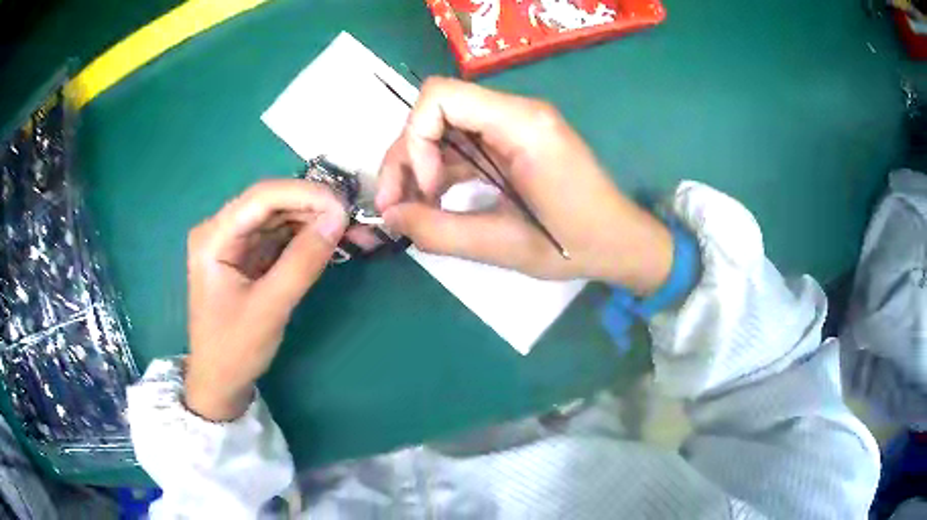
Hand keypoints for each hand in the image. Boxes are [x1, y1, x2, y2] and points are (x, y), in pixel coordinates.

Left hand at [185, 180, 347, 420]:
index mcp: (213, 237)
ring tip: (353, 232)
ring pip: (281, 217)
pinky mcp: (248, 255)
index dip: (305, 195)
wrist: (220, 382)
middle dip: (315, 208)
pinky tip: (332, 242)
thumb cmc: (234, 349)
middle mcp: (222, 229)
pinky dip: (308, 238)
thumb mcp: (269, 308)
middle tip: (356, 222)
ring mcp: (235, 242)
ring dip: (316, 221)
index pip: (262, 197)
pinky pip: (281, 236)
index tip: (344, 208)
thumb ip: (303, 262)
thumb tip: (339, 219)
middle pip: (273, 202)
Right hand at [376, 78, 672, 294]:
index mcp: (523, 125)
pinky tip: (433, 203)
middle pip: (436, 112)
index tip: (426, 189)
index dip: (414, 138)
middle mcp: (517, 113)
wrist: (621, 242)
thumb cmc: (575, 245)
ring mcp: (515, 125)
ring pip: (444, 130)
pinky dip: (441, 171)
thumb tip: (391, 218)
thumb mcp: (504, 245)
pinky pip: (463, 145)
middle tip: (394, 207)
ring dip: (419, 166)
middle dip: (406, 157)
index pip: (441, 97)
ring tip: (408, 211)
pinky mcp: (514, 141)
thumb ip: (440, 232)